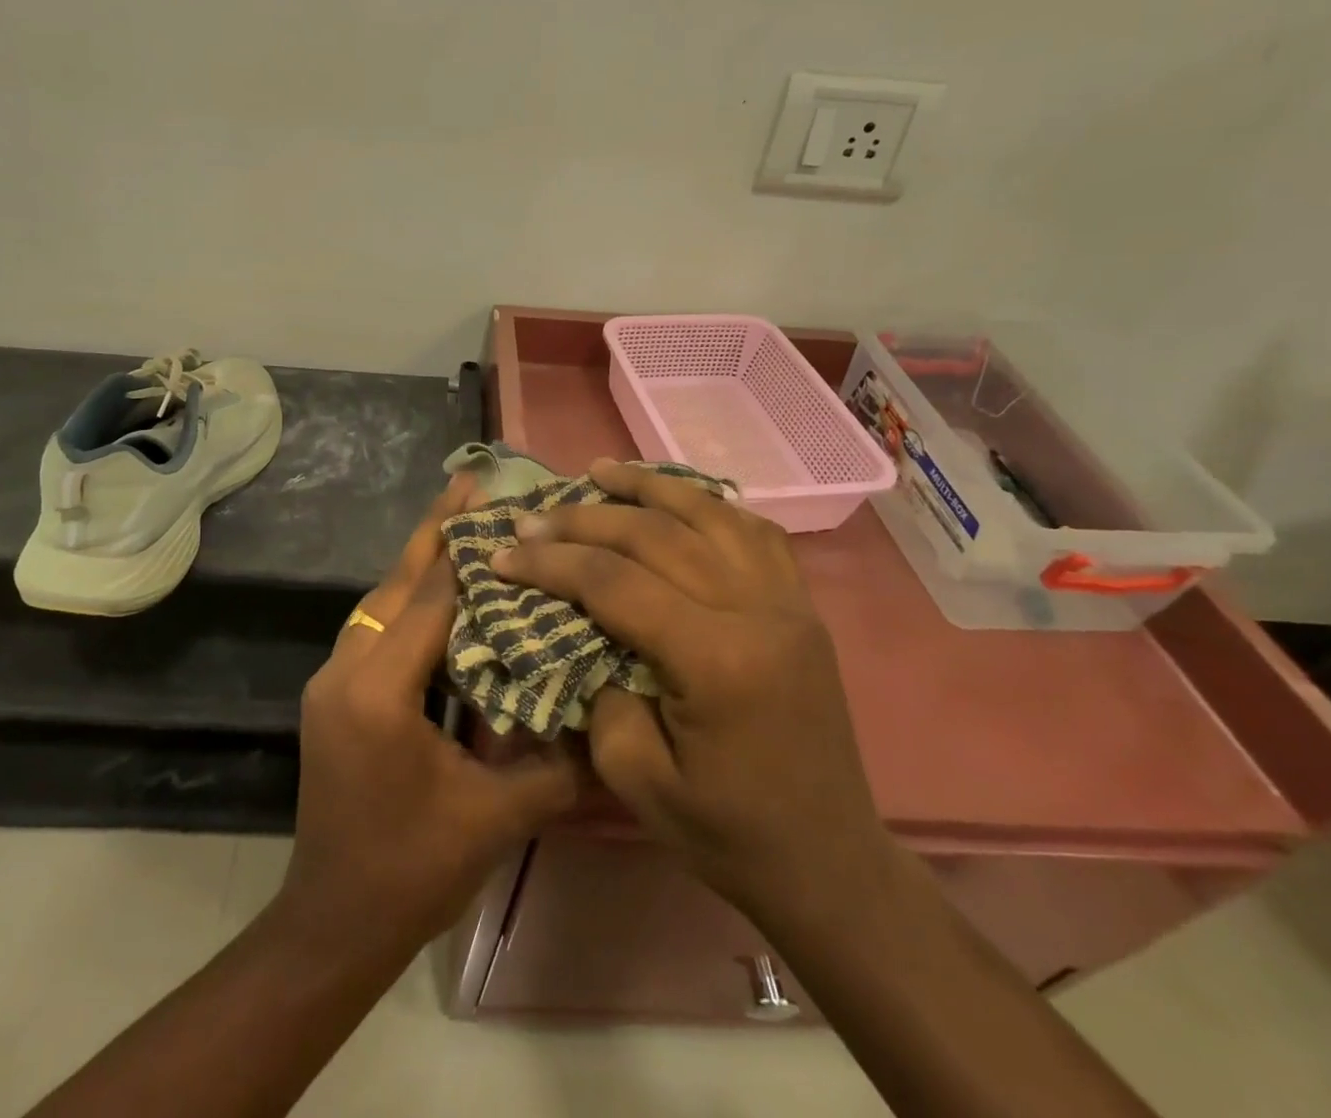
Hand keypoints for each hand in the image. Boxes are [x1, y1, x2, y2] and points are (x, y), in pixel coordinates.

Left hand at [276, 477, 579, 951]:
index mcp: (379, 691)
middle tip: (470, 482)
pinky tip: (442, 593)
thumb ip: (556, 765)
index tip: (494, 497)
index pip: (431, 598)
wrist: (332, 924)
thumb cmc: (411, 871)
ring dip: (421, 562)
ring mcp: (333, 680)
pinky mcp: (335, 695)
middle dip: (434, 532)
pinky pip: (377, 628)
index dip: (465, 548)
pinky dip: (410, 601)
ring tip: (463, 525)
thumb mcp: (495, 819)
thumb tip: (610, 720)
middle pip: (396, 583)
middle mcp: (346, 669)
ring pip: (382, 601)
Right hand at [489, 459, 890, 929]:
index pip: (616, 584)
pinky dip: (707, 503)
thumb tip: (578, 630)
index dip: (552, 564)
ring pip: (709, 513)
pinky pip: (754, 531)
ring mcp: (788, 601)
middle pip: (657, 536)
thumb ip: (598, 692)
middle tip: (532, 516)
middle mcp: (758, 611)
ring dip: (647, 487)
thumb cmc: (727, 833)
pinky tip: (675, 497)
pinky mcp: (802, 605)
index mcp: (717, 661)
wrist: (828, 861)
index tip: (503, 554)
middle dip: (584, 520)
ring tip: (598, 470)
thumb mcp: (637, 780)